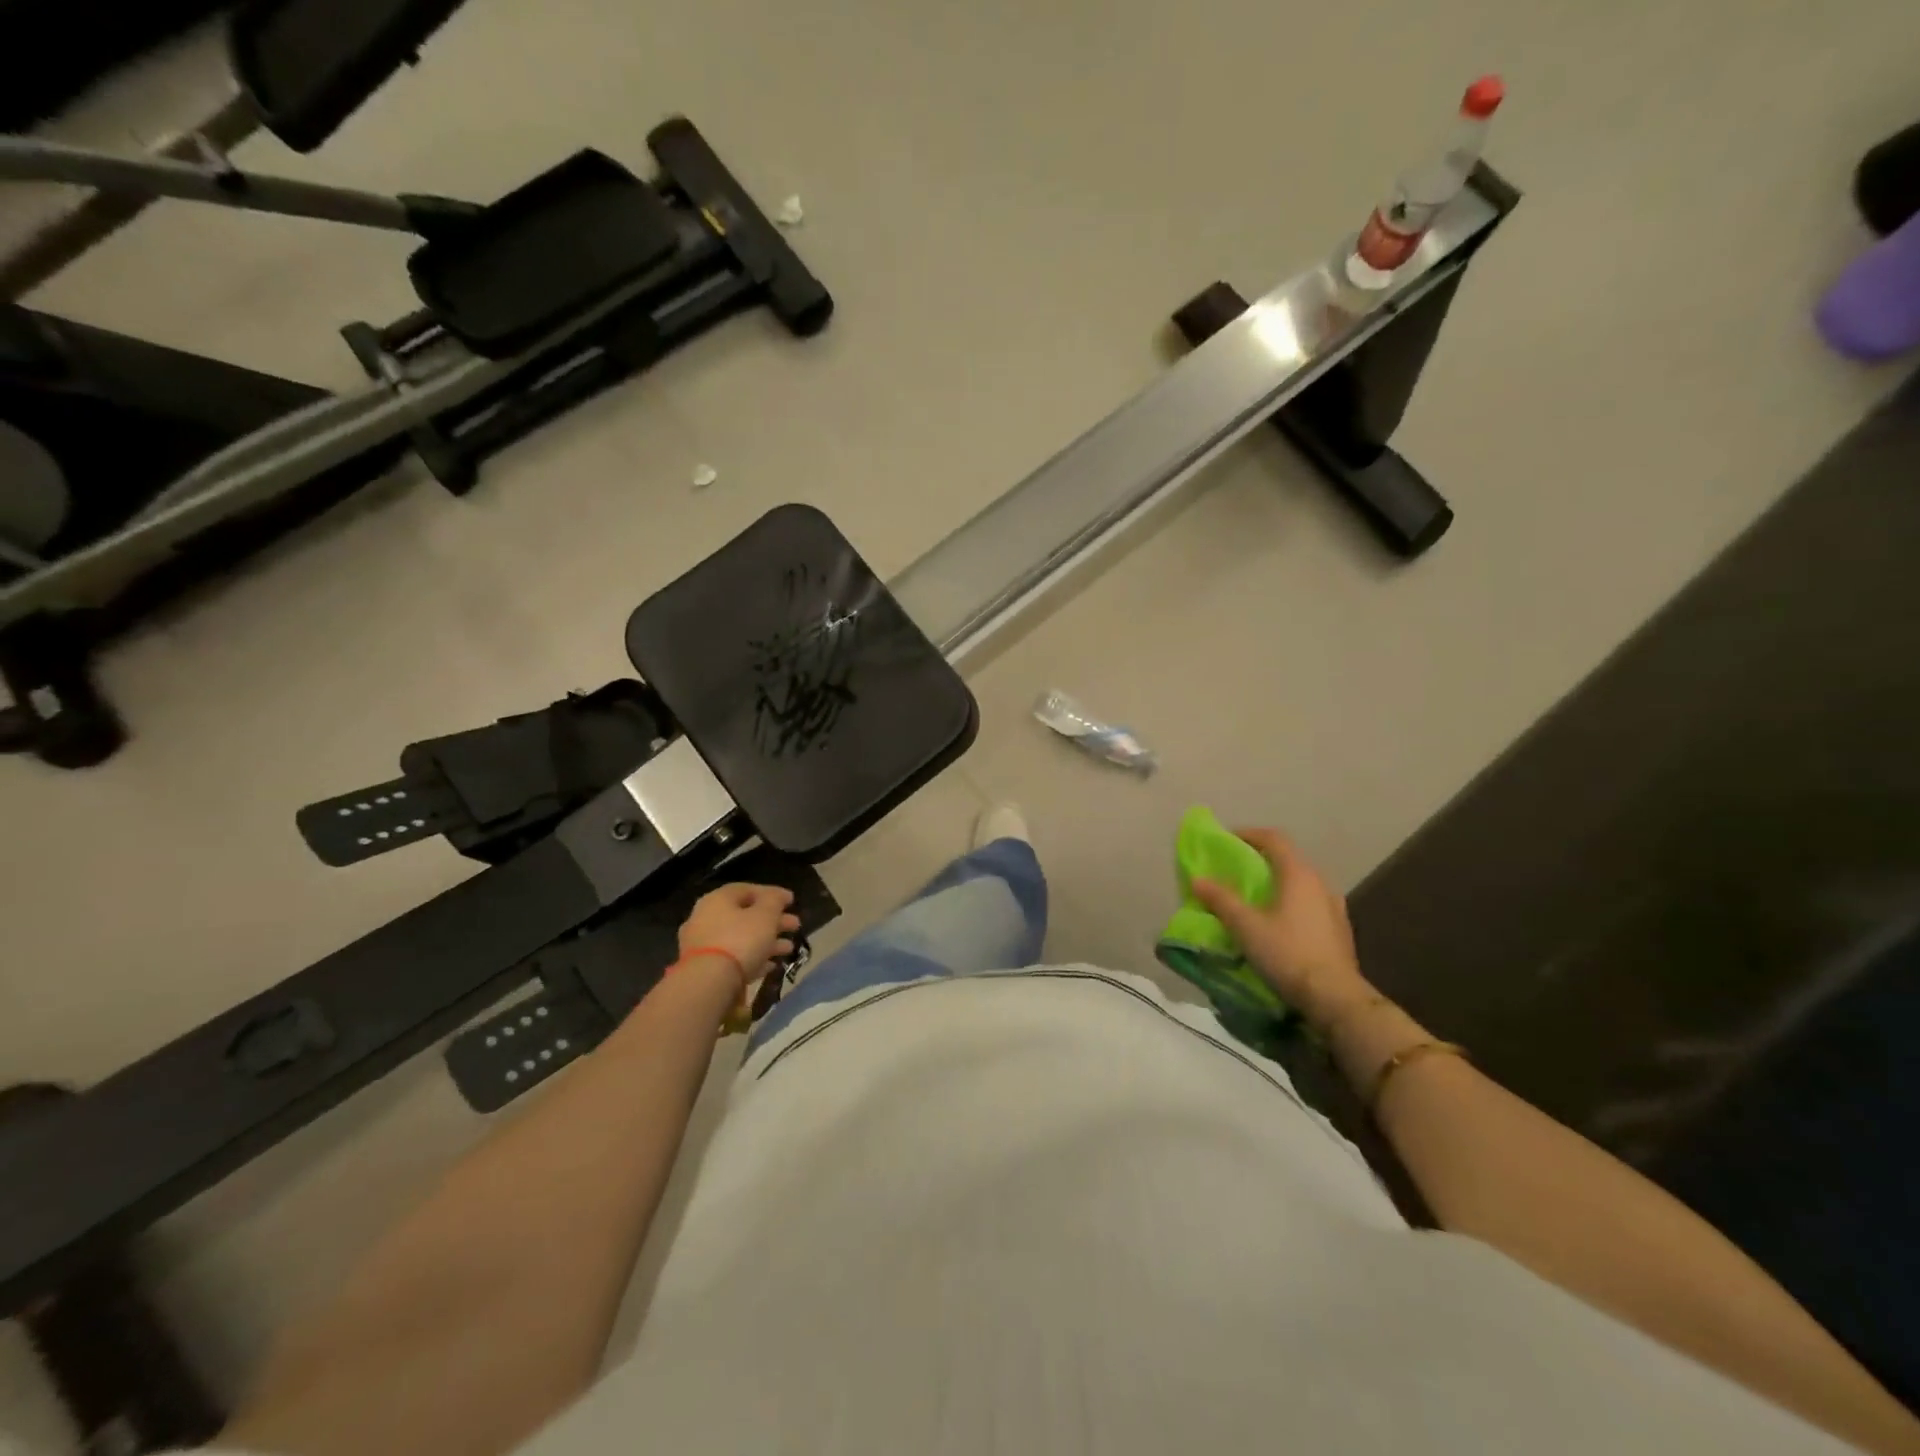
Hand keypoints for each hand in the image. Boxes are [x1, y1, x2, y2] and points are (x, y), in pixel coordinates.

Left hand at [677, 884, 800, 988]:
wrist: (709, 983)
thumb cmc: (741, 939)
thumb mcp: (766, 914)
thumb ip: (774, 900)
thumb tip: (778, 895)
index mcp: (718, 899)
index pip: (747, 889)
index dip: (772, 893)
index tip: (791, 901)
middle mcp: (706, 918)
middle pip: (745, 915)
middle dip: (773, 920)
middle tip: (795, 925)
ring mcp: (703, 945)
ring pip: (741, 938)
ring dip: (767, 941)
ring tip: (789, 948)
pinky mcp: (706, 969)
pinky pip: (734, 959)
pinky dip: (753, 959)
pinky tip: (771, 965)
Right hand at [1191, 828, 1372, 1028]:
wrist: (1335, 998)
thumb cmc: (1287, 953)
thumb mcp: (1246, 926)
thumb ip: (1221, 900)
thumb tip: (1198, 879)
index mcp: (1298, 874)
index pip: (1274, 839)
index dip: (1248, 834)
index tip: (1227, 839)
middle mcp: (1320, 883)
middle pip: (1288, 859)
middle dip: (1260, 859)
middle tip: (1236, 870)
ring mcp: (1334, 906)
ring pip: (1300, 883)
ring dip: (1277, 882)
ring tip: (1255, 897)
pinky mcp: (1339, 929)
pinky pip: (1309, 903)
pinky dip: (1290, 902)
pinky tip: (1279, 922)